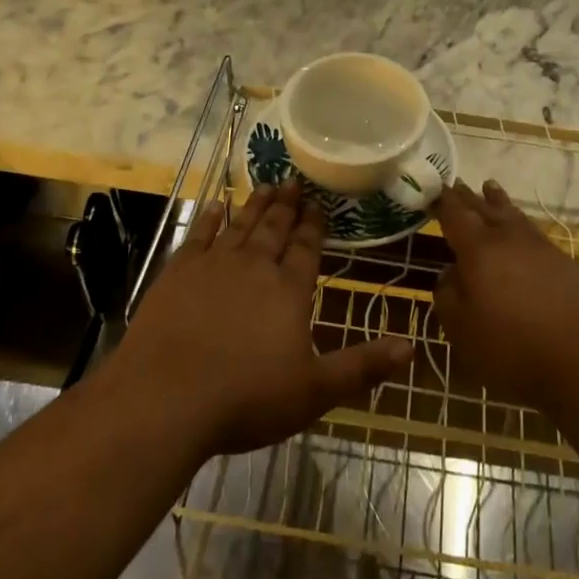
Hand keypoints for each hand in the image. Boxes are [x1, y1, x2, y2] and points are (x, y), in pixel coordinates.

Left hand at [110, 184, 412, 459]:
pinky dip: (209, 219)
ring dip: (255, 205)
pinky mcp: (178, 272)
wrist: (166, 397)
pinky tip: (214, 206)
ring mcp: (213, 266)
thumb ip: (362, 367)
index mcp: (288, 291)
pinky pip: (199, 235)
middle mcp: (254, 267)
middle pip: (274, 229)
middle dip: (286, 205)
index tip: (318, 203)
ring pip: (240, 226)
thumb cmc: (246, 398)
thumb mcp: (314, 391)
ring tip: (265, 185)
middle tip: (292, 180)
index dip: (313, 226)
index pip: (306, 248)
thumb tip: (412, 347)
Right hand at [433, 181, 578, 412]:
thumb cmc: (515, 349)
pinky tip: (521, 231)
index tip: (433, 189)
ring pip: (513, 216)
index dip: (443, 202)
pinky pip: (533, 233)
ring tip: (490, 187)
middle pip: (485, 209)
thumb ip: (449, 297)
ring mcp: (541, 249)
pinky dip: (520, 223)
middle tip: (456, 184)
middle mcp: (509, 239)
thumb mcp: (464, 332)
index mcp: (479, 250)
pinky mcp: (566, 264)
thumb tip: (450, 274)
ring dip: (498, 201)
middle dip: (468, 197)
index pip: (456, 216)